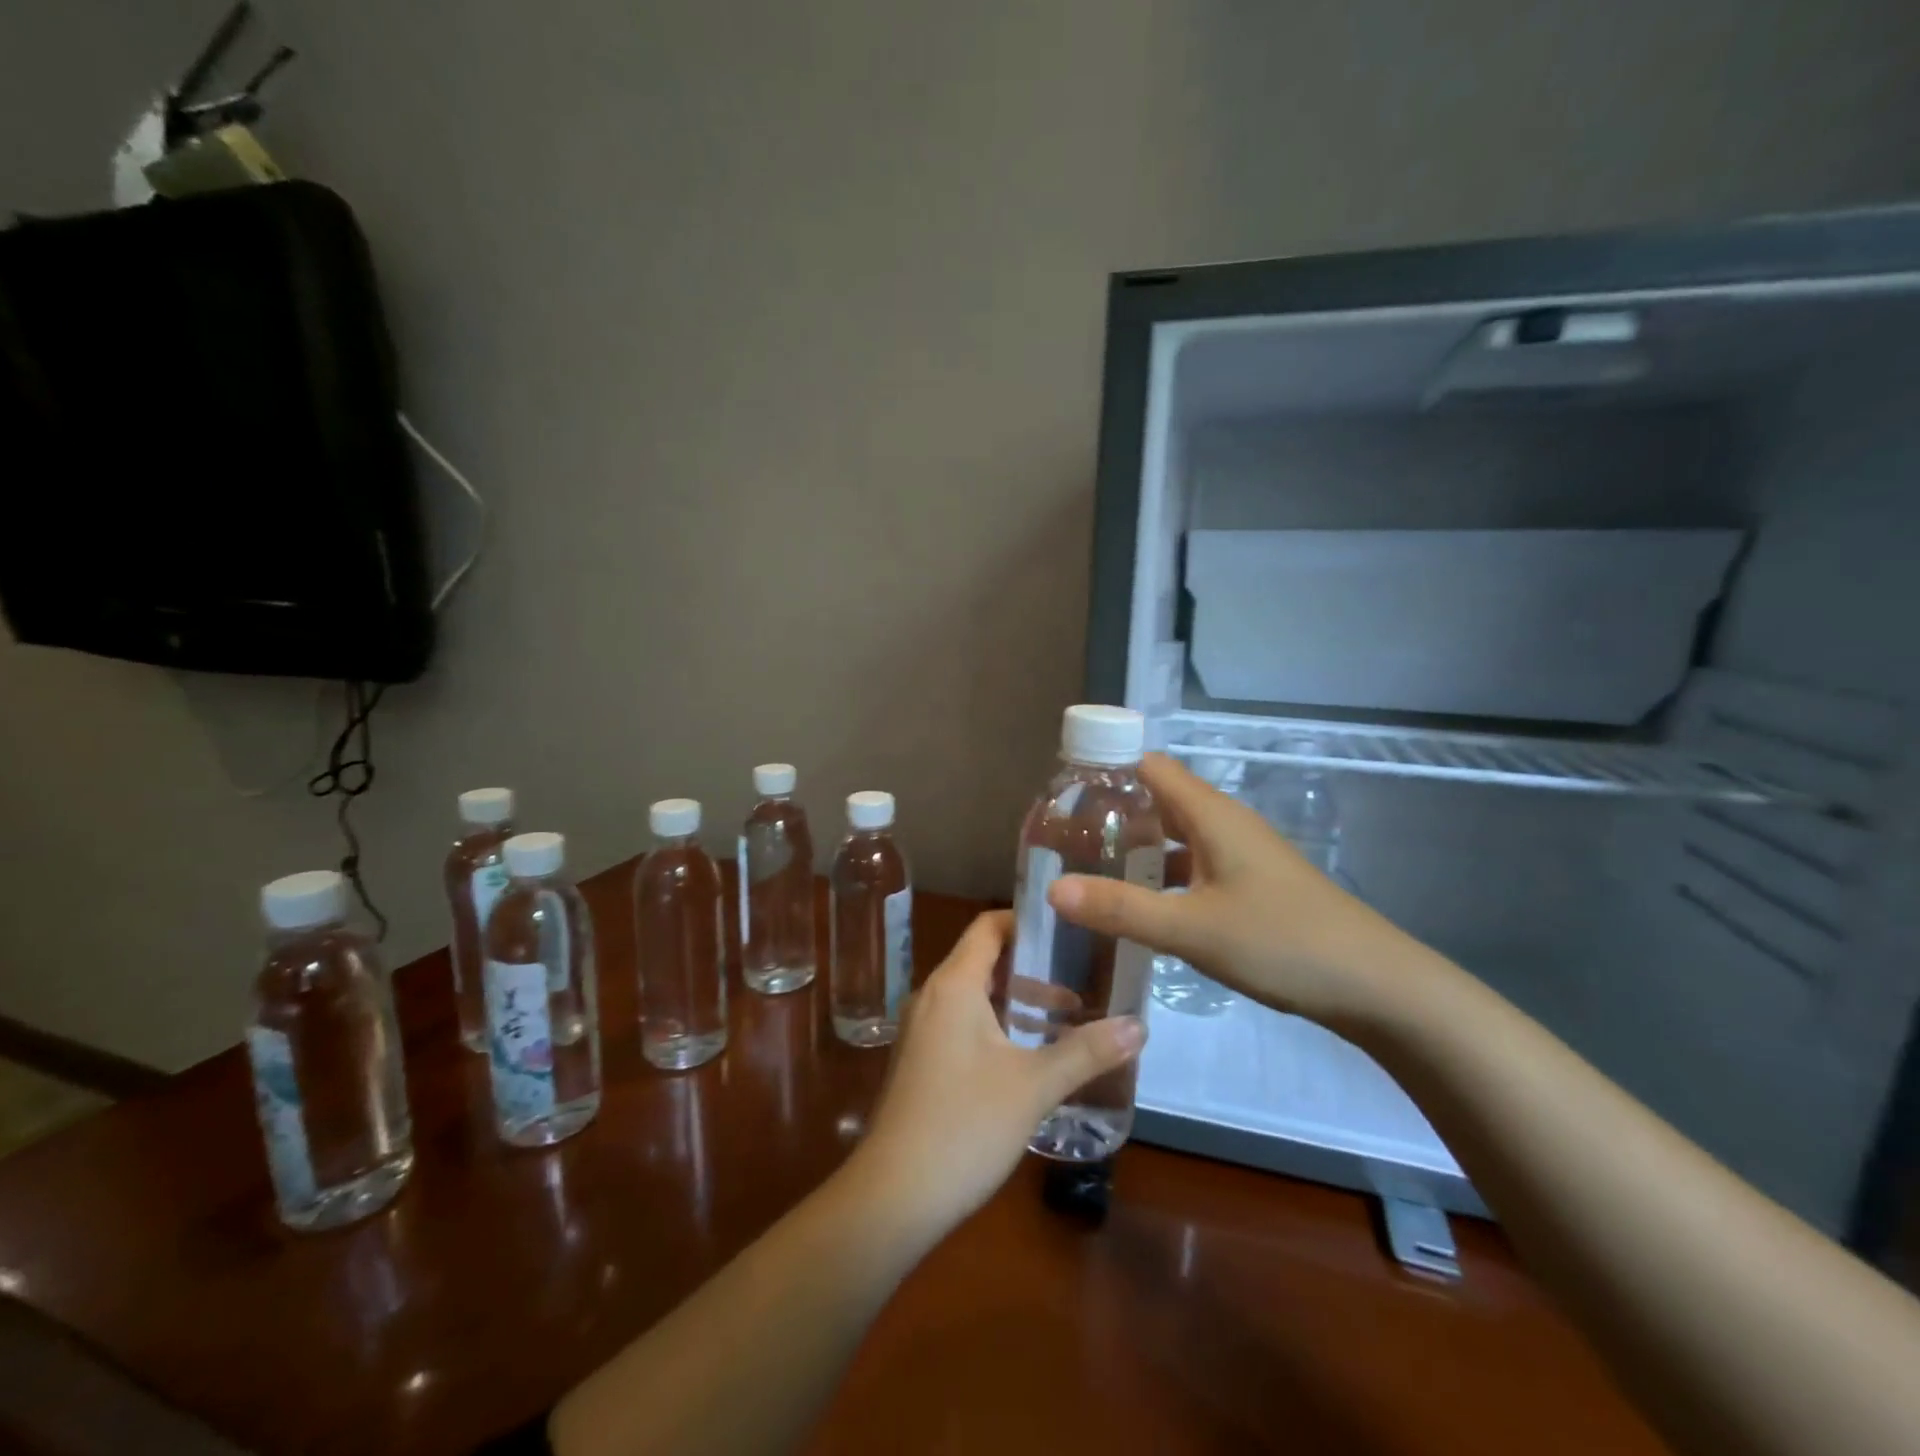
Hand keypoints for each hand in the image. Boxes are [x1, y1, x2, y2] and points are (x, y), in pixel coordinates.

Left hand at [850, 911, 1145, 1239]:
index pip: (988, 927)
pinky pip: (961, 1024)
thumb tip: (1139, 1025)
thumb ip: (1087, 1052)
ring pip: (974, 996)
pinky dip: (996, 1025)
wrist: (893, 1197)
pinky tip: (1028, 1057)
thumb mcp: (1034, 1086)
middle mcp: (932, 997)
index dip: (1026, 922)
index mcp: (953, 985)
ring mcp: (921, 1031)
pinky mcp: (919, 1062)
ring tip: (1066, 1019)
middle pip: (983, 961)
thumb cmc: (965, 1126)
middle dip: (1031, 968)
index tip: (1068, 931)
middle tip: (1081, 979)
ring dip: (1016, 1001)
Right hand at [1047, 753, 1428, 1024]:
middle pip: (1160, 800)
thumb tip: (1052, 889)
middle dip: (1114, 814)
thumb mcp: (1192, 929)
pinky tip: (1142, 908)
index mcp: (1211, 815)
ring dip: (1138, 848)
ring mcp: (1243, 856)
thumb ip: (1121, 909)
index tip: (1063, 796)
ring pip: (1178, 837)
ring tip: (1091, 871)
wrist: (1376, 986)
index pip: (1149, 767)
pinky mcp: (1253, 886)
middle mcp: (1226, 825)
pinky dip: (1164, 877)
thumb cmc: (1282, 942)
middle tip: (1065, 840)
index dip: (1107, 771)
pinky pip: (1195, 866)